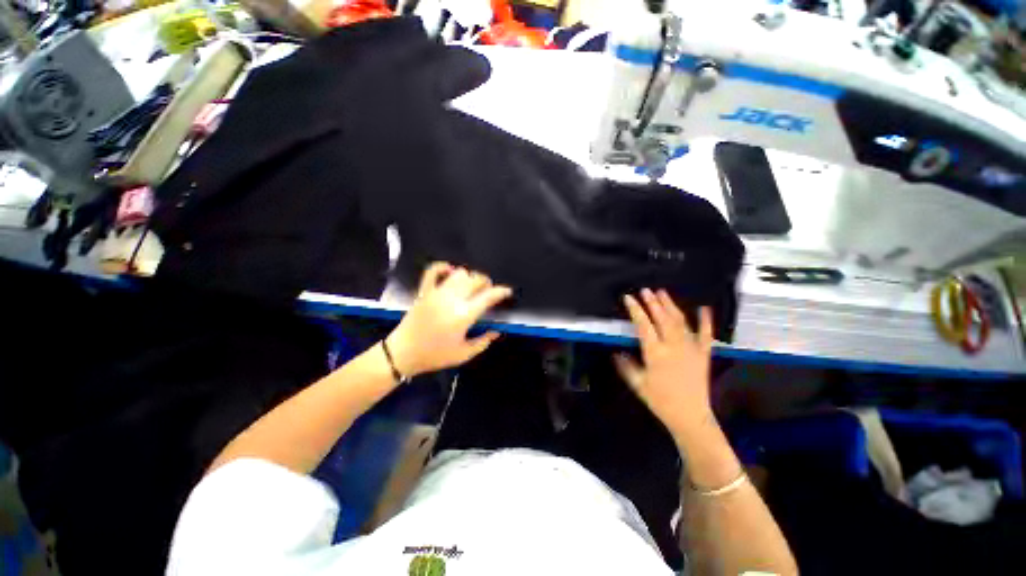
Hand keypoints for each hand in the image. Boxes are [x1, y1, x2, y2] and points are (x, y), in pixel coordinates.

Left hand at [386, 263, 511, 376]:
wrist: (402, 353)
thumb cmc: (434, 356)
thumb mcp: (464, 354)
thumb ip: (483, 342)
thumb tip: (497, 331)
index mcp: (463, 315)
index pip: (488, 296)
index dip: (501, 292)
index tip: (507, 291)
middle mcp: (452, 299)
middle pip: (475, 280)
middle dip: (486, 282)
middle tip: (488, 291)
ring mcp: (437, 292)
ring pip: (459, 273)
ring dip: (469, 277)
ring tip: (471, 286)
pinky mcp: (424, 291)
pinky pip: (433, 271)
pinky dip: (443, 267)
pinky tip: (450, 271)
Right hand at [614, 289, 714, 440]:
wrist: (690, 416)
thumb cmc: (661, 401)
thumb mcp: (638, 384)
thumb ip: (626, 366)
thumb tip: (616, 353)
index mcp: (655, 353)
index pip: (643, 325)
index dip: (635, 310)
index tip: (629, 298)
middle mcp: (673, 346)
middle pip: (662, 319)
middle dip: (652, 303)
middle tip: (646, 290)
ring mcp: (691, 348)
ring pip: (680, 322)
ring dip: (671, 306)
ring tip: (663, 293)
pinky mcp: (704, 354)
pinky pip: (706, 335)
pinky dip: (706, 321)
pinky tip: (705, 309)